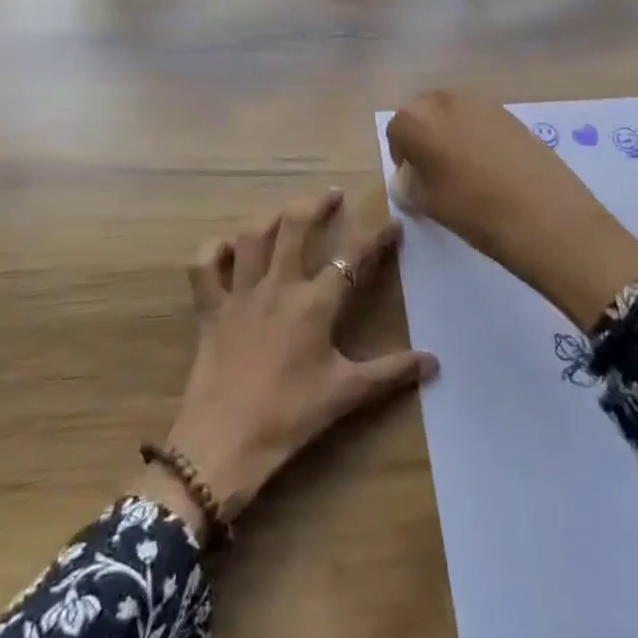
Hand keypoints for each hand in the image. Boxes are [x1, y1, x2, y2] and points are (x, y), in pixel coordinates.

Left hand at [139, 188, 437, 540]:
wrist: (224, 442)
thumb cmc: (290, 416)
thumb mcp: (346, 394)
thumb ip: (391, 373)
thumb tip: (434, 362)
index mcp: (314, 303)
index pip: (352, 258)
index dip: (375, 237)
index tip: (393, 223)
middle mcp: (277, 286)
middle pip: (295, 227)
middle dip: (316, 205)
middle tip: (332, 195)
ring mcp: (239, 294)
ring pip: (251, 237)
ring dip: (270, 217)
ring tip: (286, 211)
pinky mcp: (210, 309)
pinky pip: (203, 267)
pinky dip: (213, 250)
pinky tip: (227, 247)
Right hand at [386, 89, 637, 329]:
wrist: (545, 214)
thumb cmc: (474, 210)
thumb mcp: (429, 203)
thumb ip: (410, 184)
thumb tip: (409, 178)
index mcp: (417, 119)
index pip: (397, 131)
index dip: (402, 156)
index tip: (413, 180)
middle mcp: (445, 99)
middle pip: (423, 112)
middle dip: (424, 136)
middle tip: (435, 171)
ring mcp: (481, 102)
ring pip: (453, 112)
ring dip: (450, 133)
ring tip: (464, 168)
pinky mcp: (510, 111)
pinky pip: (480, 118)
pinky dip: (477, 134)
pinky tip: (490, 165)